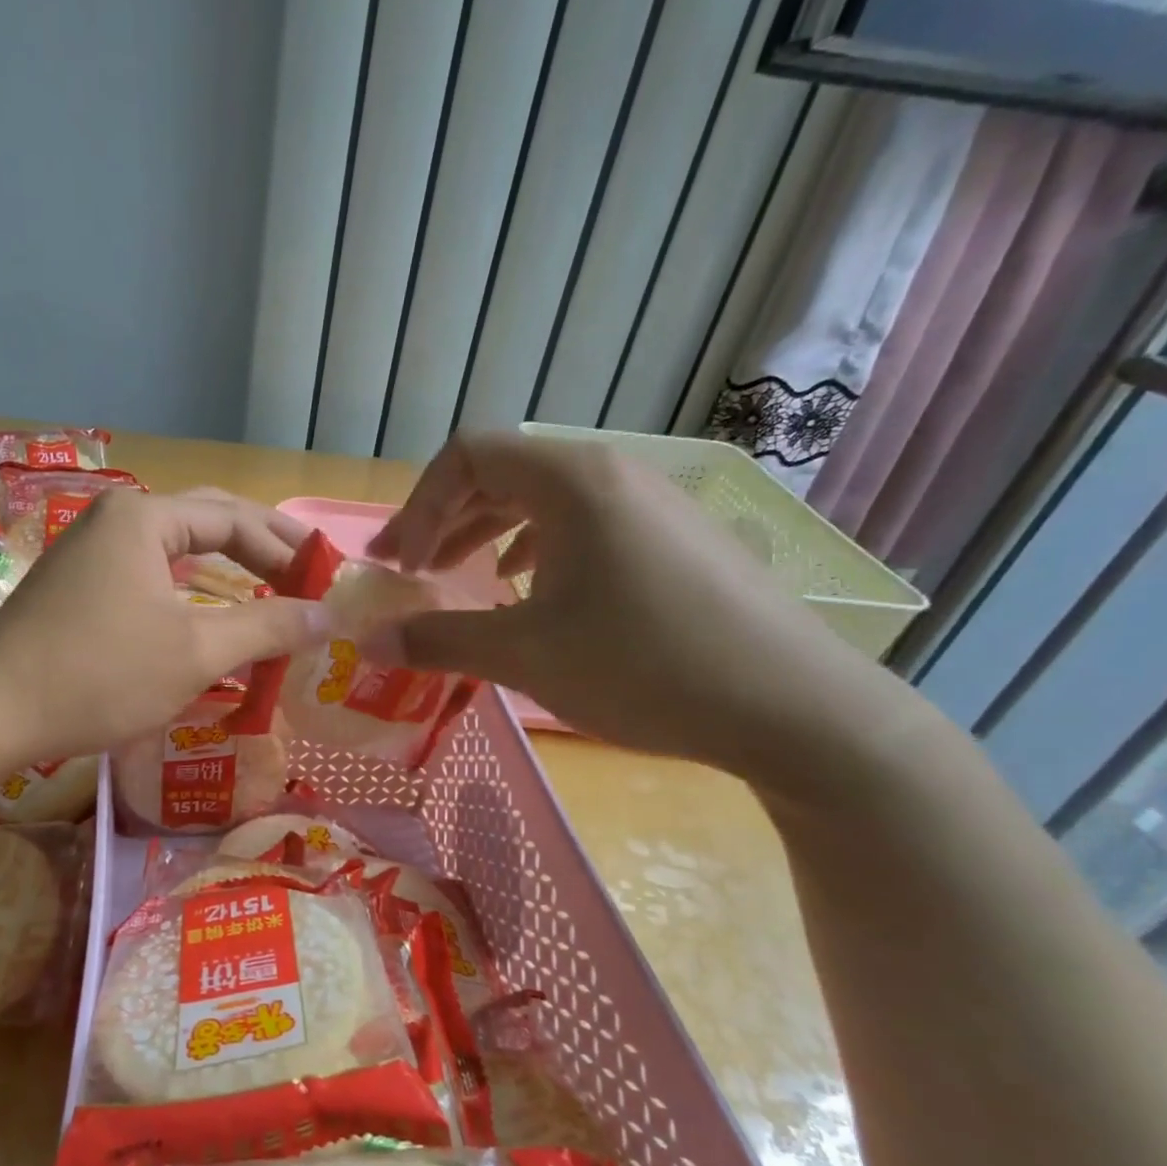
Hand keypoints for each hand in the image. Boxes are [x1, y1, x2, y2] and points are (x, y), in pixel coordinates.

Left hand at [0, 488, 331, 764]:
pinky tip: (208, 613)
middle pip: (206, 521)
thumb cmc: (99, 675)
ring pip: (176, 549)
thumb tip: (329, 616)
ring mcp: (89, 551)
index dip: (288, 550)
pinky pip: (149, 574)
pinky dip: (189, 590)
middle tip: (307, 573)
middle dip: (260, 548)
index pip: (235, 519)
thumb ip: (267, 628)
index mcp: (143, 517)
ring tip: (269, 590)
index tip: (327, 581)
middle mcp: (115, 519)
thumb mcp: (195, 652)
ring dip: (225, 568)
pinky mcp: (76, 586)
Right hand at [366, 433, 910, 788]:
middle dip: (445, 519)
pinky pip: (587, 522)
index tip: (399, 565)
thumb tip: (371, 641)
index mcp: (573, 481)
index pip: (468, 456)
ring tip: (462, 577)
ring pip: (546, 498)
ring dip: (489, 532)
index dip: (418, 507)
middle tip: (412, 569)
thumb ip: (438, 640)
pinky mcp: (677, 537)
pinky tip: (532, 591)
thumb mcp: (525, 655)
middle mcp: (614, 473)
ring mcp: (654, 502)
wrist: (794, 709)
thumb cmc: (644, 667)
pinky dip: (539, 547)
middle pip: (505, 471)